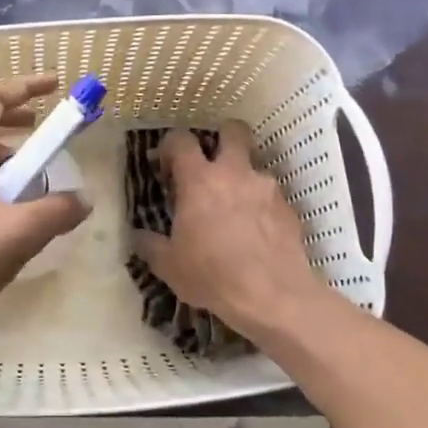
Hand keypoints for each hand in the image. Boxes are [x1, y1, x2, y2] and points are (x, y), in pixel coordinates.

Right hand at [131, 123, 331, 339]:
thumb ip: (151, 245)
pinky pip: (271, 195)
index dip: (171, 146)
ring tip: (235, 209)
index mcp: (199, 180)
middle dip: (222, 138)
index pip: (181, 140)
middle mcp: (234, 173)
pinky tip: (256, 232)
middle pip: (233, 131)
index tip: (166, 165)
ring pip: (255, 165)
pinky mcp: (289, 208)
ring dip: (243, 178)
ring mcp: (266, 188)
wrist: (273, 296)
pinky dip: (261, 205)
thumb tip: (139, 236)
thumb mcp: (169, 266)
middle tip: (212, 162)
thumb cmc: (213, 276)